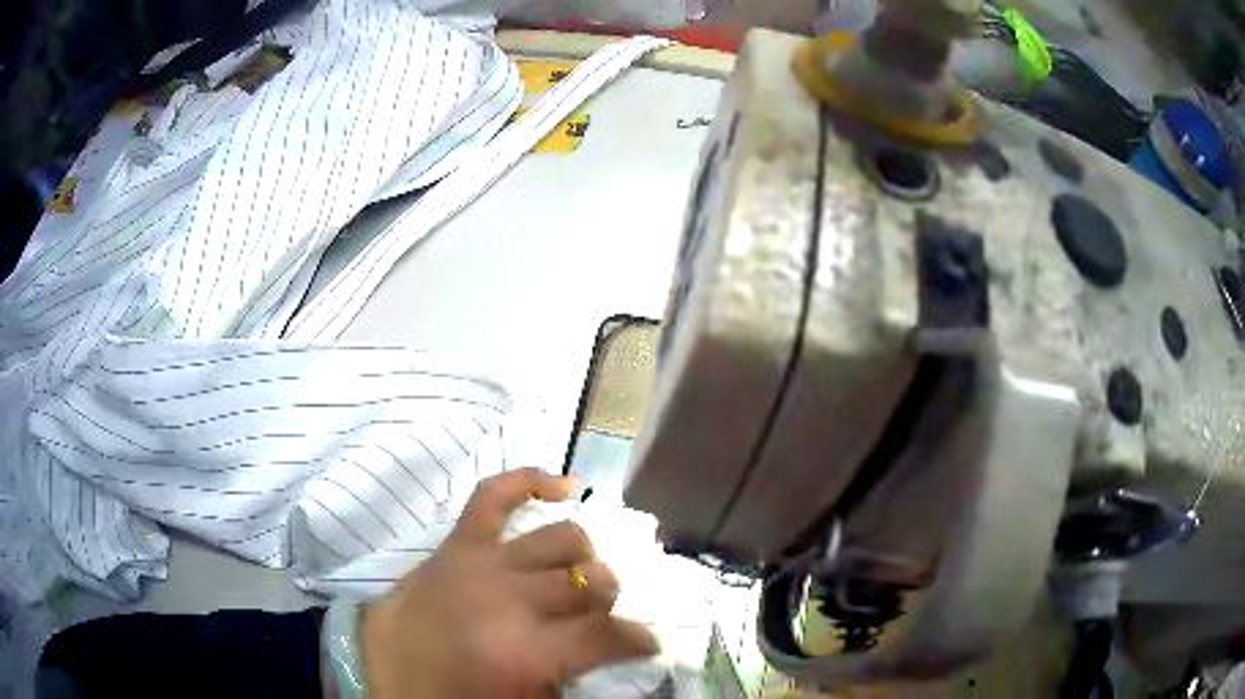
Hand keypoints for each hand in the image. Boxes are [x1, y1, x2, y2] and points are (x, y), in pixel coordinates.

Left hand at [360, 468, 658, 697]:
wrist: (385, 677)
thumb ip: (570, 674)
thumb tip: (602, 646)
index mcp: (528, 652)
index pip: (609, 634)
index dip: (638, 640)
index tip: (646, 645)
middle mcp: (511, 599)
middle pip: (590, 581)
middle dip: (605, 601)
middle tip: (595, 618)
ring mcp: (481, 563)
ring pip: (562, 538)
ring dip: (581, 560)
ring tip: (574, 578)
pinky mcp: (457, 544)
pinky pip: (494, 494)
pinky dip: (530, 480)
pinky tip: (562, 485)